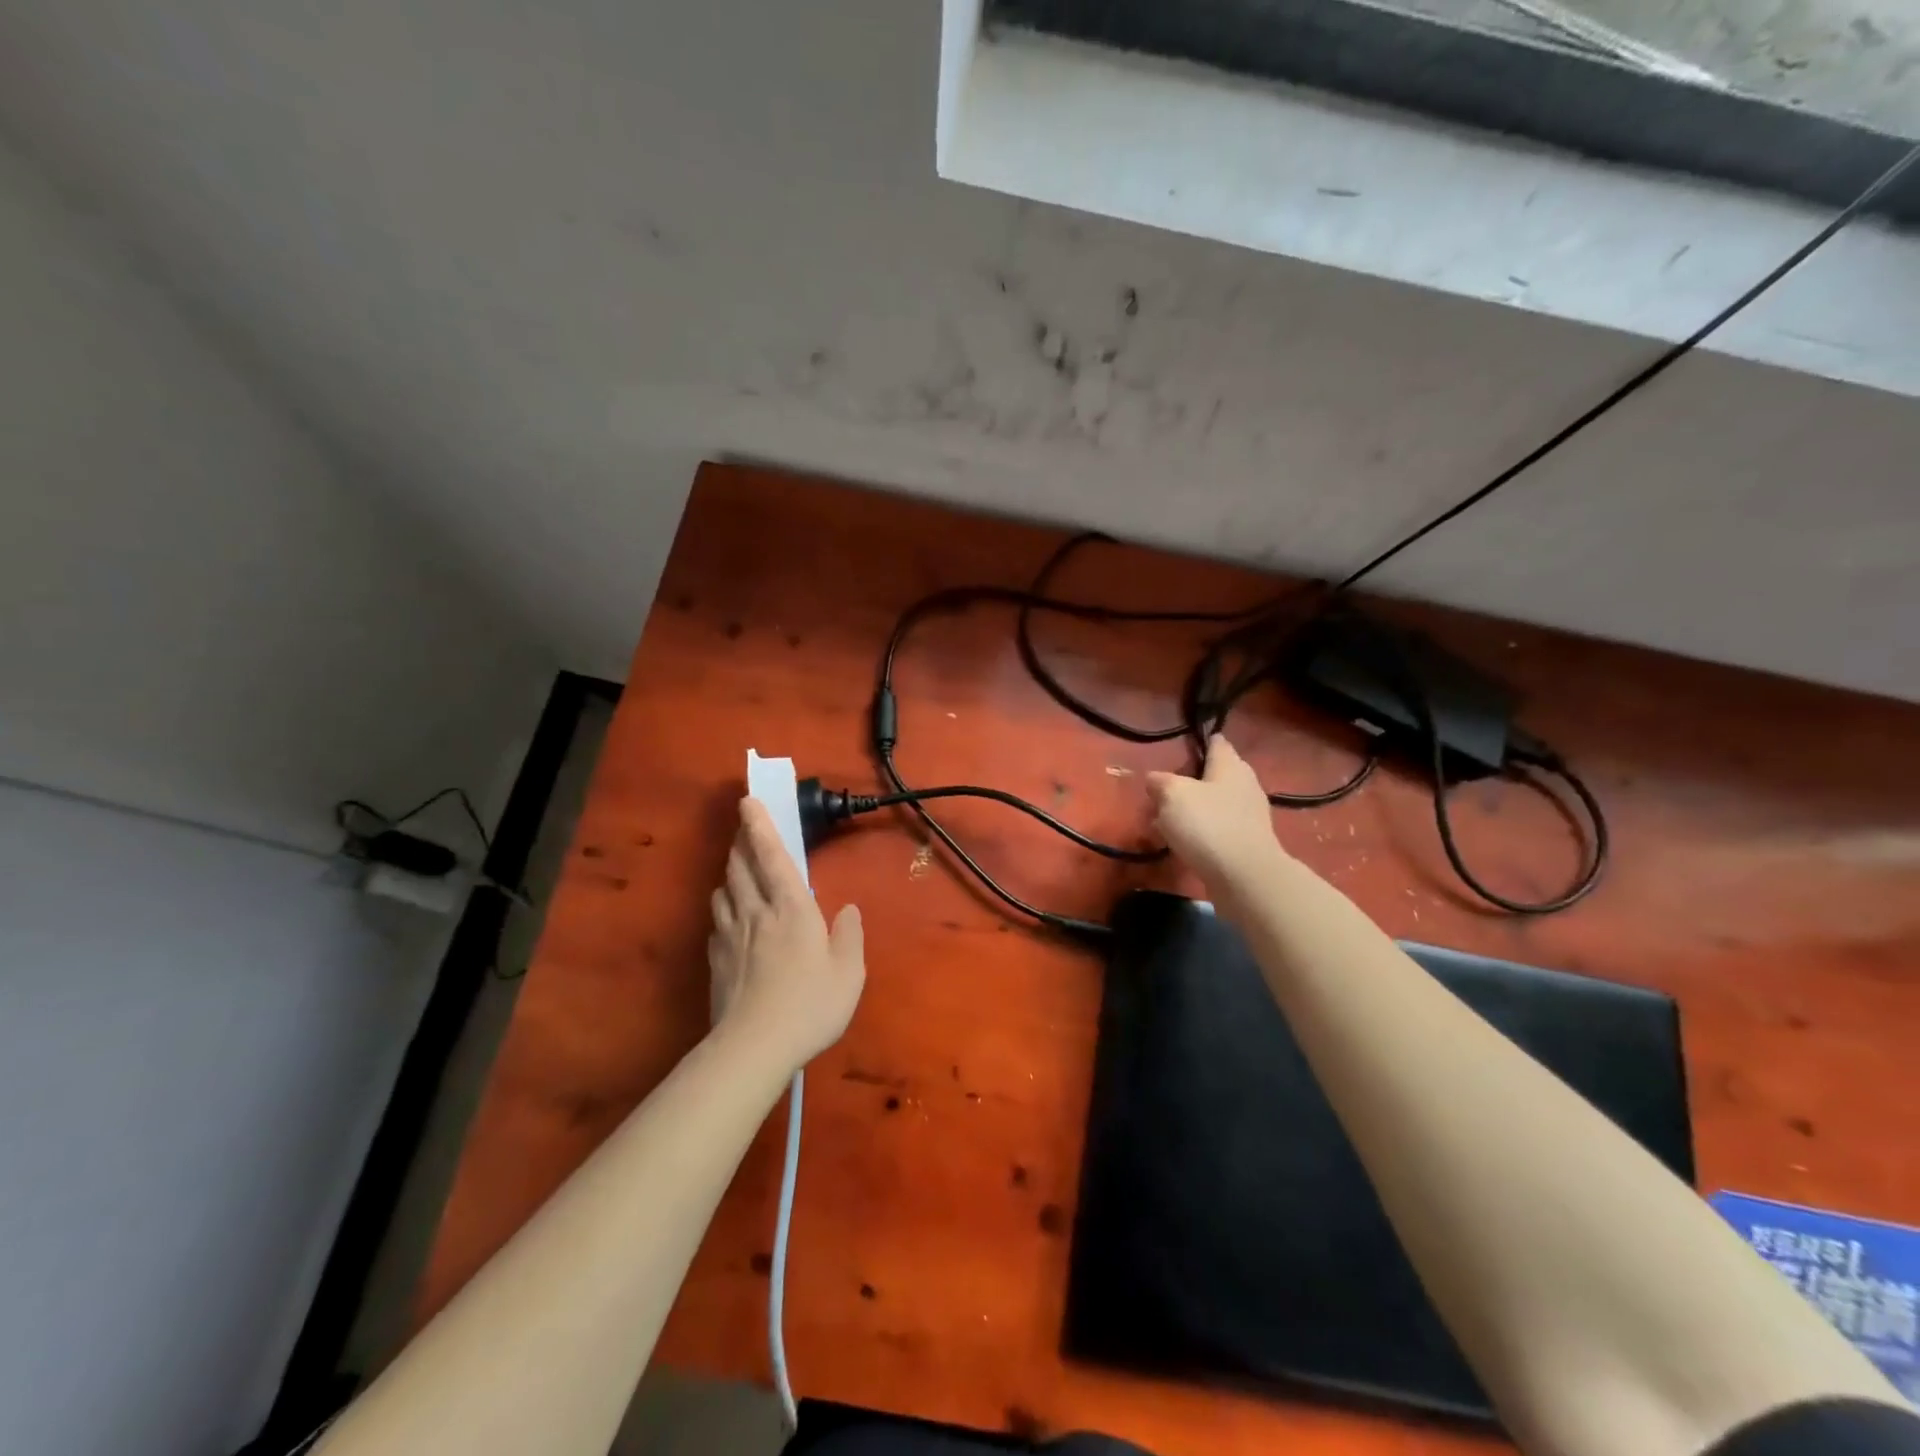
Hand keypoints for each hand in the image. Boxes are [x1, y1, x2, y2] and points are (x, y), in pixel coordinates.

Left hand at [708, 798, 865, 1071]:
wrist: (753, 1047)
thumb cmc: (810, 1005)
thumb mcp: (848, 973)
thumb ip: (849, 936)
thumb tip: (847, 910)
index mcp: (791, 909)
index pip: (772, 856)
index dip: (760, 826)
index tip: (747, 801)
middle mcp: (756, 912)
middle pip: (741, 866)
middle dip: (741, 842)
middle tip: (743, 829)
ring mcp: (730, 936)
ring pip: (724, 890)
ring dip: (731, 873)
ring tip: (738, 870)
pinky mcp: (716, 960)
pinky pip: (717, 921)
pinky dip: (724, 909)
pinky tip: (731, 919)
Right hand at [1146, 735, 1290, 897]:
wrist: (1245, 877)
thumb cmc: (1208, 825)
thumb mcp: (1172, 795)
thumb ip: (1160, 782)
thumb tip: (1154, 779)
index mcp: (1230, 765)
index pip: (1216, 742)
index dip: (1199, 741)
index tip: (1180, 747)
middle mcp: (1245, 784)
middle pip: (1215, 773)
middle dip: (1191, 780)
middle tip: (1165, 790)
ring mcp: (1249, 814)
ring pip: (1216, 802)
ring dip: (1194, 808)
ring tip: (1167, 819)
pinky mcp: (1247, 841)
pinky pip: (1219, 827)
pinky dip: (1202, 830)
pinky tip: (1184, 841)